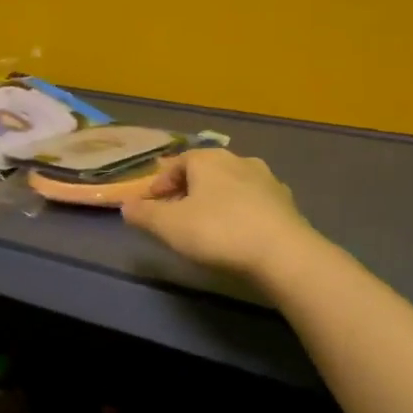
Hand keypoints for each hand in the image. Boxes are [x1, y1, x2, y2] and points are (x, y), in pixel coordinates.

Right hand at [121, 149, 316, 281]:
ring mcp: (267, 180)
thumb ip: (144, 214)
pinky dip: (240, 212)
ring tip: (206, 224)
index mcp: (208, 159)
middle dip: (188, 190)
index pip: (178, 163)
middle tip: (176, 214)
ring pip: (231, 185)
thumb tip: (127, 205)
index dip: (161, 182)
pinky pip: (253, 203)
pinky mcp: (286, 203)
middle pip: (205, 172)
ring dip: (216, 200)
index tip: (150, 204)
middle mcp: (239, 161)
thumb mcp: (168, 226)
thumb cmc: (217, 232)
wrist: (283, 253)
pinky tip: (236, 233)